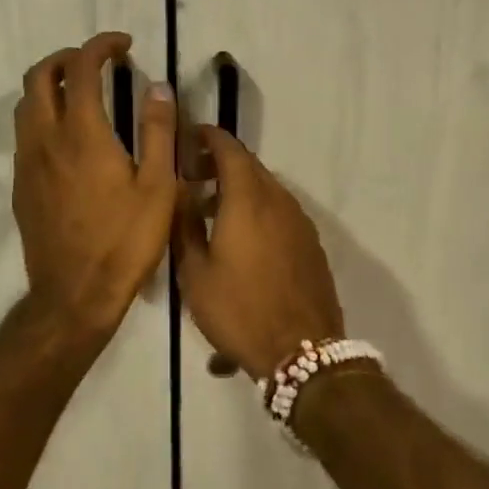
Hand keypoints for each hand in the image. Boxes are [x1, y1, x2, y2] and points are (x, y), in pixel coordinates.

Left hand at [13, 32, 175, 339]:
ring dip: (50, 85)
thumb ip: (158, 131)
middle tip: (97, 62)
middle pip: (39, 76)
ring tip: (82, 93)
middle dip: (66, 57)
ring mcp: (26, 163)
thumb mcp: (158, 186)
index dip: (100, 46)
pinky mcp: (20, 185)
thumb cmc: (125, 241)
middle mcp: (45, 139)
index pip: (80, 68)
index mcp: (81, 133)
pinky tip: (68, 136)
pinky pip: (24, 133)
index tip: (123, 45)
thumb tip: (159, 87)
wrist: (74, 294)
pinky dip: (43, 115)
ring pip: (25, 104)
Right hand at [173, 126, 343, 379]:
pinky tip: (241, 239)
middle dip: (220, 163)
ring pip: (266, 189)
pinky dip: (258, 209)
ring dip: (239, 189)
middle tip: (193, 175)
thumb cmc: (239, 309)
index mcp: (247, 199)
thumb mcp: (195, 272)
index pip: (229, 149)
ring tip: (211, 212)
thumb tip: (178, 192)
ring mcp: (299, 221)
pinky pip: (279, 211)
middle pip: (249, 166)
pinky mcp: (310, 243)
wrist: (303, 350)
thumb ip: (184, 225)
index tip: (189, 137)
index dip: (209, 137)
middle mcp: (278, 200)